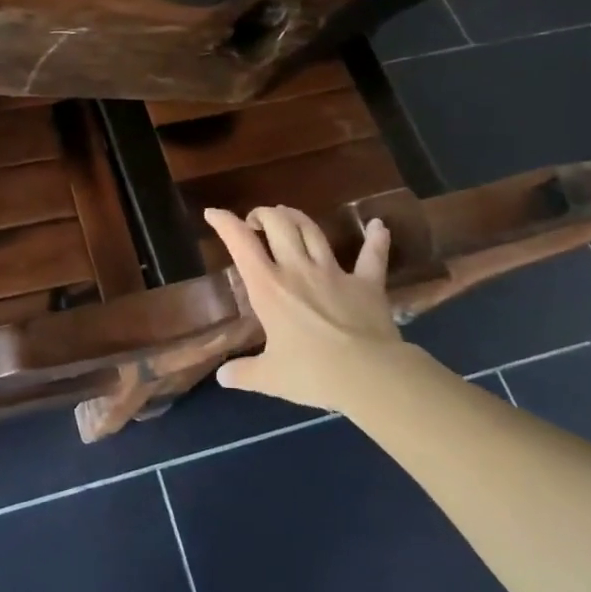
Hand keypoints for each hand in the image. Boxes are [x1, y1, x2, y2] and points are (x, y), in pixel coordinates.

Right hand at [206, 206, 406, 412]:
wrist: (370, 376)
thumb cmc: (313, 374)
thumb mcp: (270, 378)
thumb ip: (243, 373)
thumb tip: (223, 377)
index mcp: (268, 288)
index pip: (240, 243)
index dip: (224, 223)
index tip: (213, 213)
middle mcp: (298, 270)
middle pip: (278, 224)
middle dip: (263, 214)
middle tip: (256, 221)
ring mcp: (334, 272)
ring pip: (312, 231)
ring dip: (297, 217)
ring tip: (287, 214)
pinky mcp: (367, 283)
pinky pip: (372, 255)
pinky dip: (376, 239)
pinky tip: (377, 226)